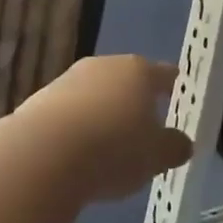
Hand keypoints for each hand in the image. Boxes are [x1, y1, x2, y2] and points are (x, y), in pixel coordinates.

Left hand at [18, 56, 194, 203]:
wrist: (42, 154)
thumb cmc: (113, 149)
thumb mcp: (156, 157)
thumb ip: (174, 147)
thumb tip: (183, 143)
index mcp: (139, 71)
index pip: (164, 73)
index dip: (172, 84)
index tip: (178, 91)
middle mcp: (104, 66)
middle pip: (125, 79)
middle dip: (133, 100)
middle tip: (142, 125)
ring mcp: (68, 80)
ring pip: (94, 94)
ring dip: (101, 113)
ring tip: (106, 145)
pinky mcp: (39, 101)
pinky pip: (67, 113)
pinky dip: (74, 128)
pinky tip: (74, 154)